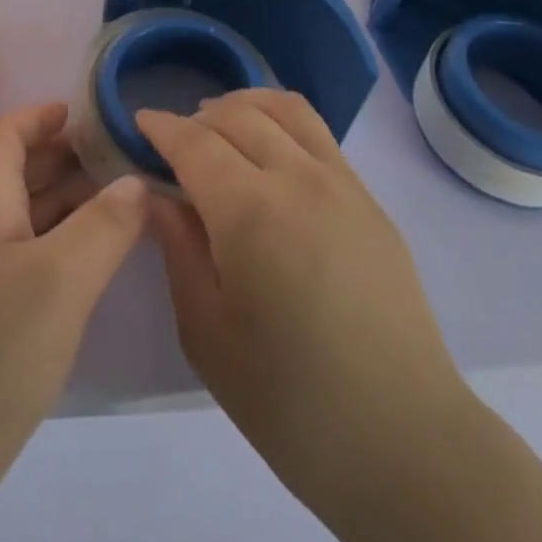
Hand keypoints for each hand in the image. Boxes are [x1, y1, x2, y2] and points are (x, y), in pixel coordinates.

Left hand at [0, 102, 147, 541]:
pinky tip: (87, 267)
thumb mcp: (62, 280)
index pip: (7, 132)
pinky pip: (19, 257)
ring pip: (19, 216)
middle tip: (119, 158)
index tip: (88, 112)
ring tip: (118, 205)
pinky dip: (55, 245)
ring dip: (63, 202)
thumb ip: (106, 224)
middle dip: (65, 156)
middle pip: (15, 170)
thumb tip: (135, 180)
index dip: (44, 114)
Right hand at [137, 90, 474, 541]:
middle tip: (175, 138)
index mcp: (249, 210)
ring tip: (221, 123)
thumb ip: (178, 249)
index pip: (194, 142)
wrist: (402, 437)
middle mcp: (296, 176)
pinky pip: (317, 132)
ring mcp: (340, 181)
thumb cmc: (289, 399)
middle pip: (236, 115)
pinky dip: (281, 119)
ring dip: (243, 104)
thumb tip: (155, 195)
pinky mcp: (368, 197)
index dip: (161, 126)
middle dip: (197, 116)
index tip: (139, 120)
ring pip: (284, 108)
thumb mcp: (207, 332)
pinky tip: (270, 147)